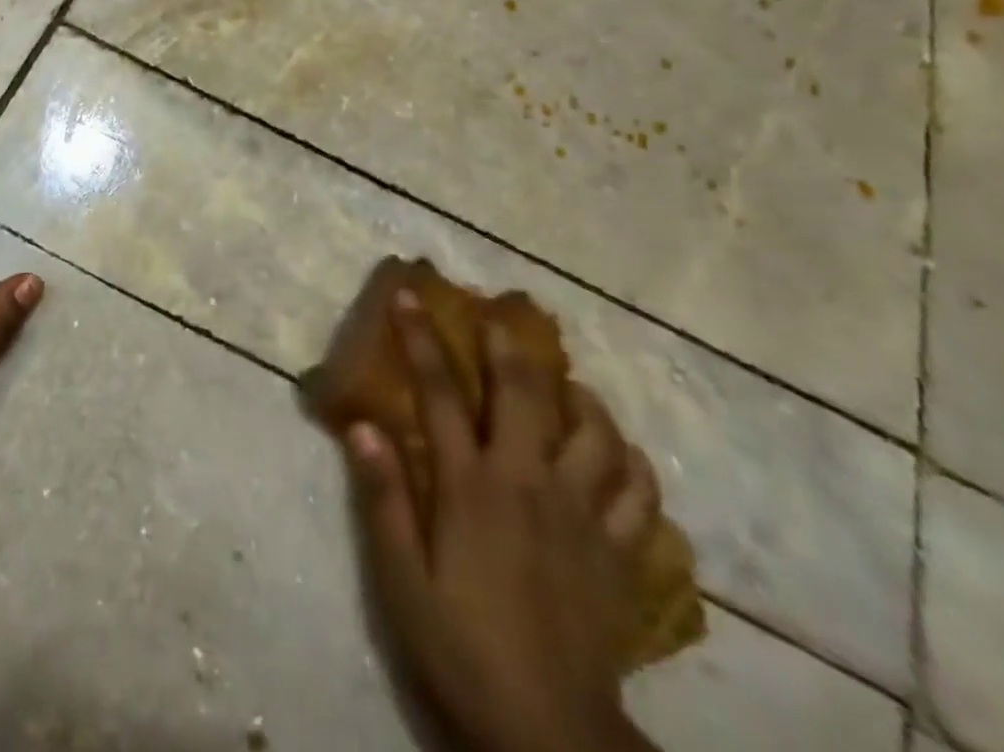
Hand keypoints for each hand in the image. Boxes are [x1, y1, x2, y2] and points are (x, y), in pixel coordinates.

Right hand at [346, 292, 660, 751]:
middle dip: (508, 347)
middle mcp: (531, 483)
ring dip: (580, 397)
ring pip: (596, 433)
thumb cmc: (462, 648)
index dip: (422, 338)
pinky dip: (632, 461)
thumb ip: (384, 500)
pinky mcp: (622, 555)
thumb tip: (362, 425)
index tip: (410, 296)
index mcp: (473, 487)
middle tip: (500, 318)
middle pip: (525, 394)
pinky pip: (641, 493)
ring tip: (566, 384)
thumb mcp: (401, 581)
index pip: (441, 392)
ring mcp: (585, 517)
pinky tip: (619, 454)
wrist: (550, 734)